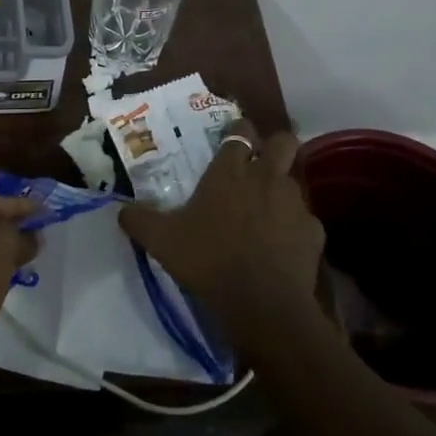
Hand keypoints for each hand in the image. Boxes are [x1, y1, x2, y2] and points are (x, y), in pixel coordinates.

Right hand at [118, 121, 325, 354]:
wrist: (261, 303)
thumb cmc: (208, 260)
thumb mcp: (161, 241)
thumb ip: (140, 220)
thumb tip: (121, 210)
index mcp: (229, 171)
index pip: (239, 132)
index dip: (238, 132)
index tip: (233, 139)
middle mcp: (266, 177)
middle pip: (283, 142)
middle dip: (275, 146)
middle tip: (261, 164)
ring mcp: (295, 203)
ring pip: (294, 182)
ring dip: (282, 192)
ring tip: (267, 215)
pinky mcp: (314, 232)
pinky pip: (305, 222)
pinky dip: (295, 231)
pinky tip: (283, 249)